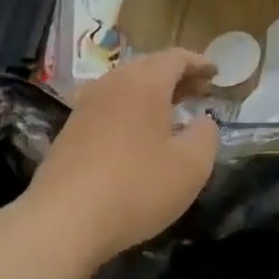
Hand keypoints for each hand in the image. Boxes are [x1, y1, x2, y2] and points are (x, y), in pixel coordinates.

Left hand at [24, 49, 219, 265]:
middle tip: (197, 91)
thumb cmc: (136, 187)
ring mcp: (86, 106)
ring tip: (170, 111)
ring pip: (124, 85)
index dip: (198, 63)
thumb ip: (206, 136)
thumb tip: (203, 121)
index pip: (175, 58)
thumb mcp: (191, 166)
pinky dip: (129, 109)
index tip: (215, 73)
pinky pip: (108, 106)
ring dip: (150, 92)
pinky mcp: (70, 130)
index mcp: (144, 83)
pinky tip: (137, 134)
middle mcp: (112, 84)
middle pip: (147, 67)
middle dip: (175, 75)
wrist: (63, 220)